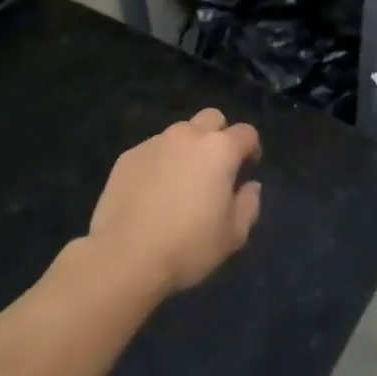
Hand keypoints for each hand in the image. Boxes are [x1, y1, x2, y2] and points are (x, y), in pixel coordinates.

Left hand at [89, 109, 262, 295]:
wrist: (125, 257)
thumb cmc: (188, 246)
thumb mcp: (233, 235)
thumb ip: (249, 204)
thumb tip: (250, 186)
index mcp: (219, 150)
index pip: (246, 132)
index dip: (251, 147)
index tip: (248, 167)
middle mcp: (187, 136)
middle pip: (211, 118)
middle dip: (219, 135)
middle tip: (216, 166)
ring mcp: (154, 143)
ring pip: (179, 132)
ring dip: (187, 148)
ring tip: (181, 180)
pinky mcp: (127, 157)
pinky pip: (152, 149)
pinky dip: (160, 162)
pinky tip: (153, 191)